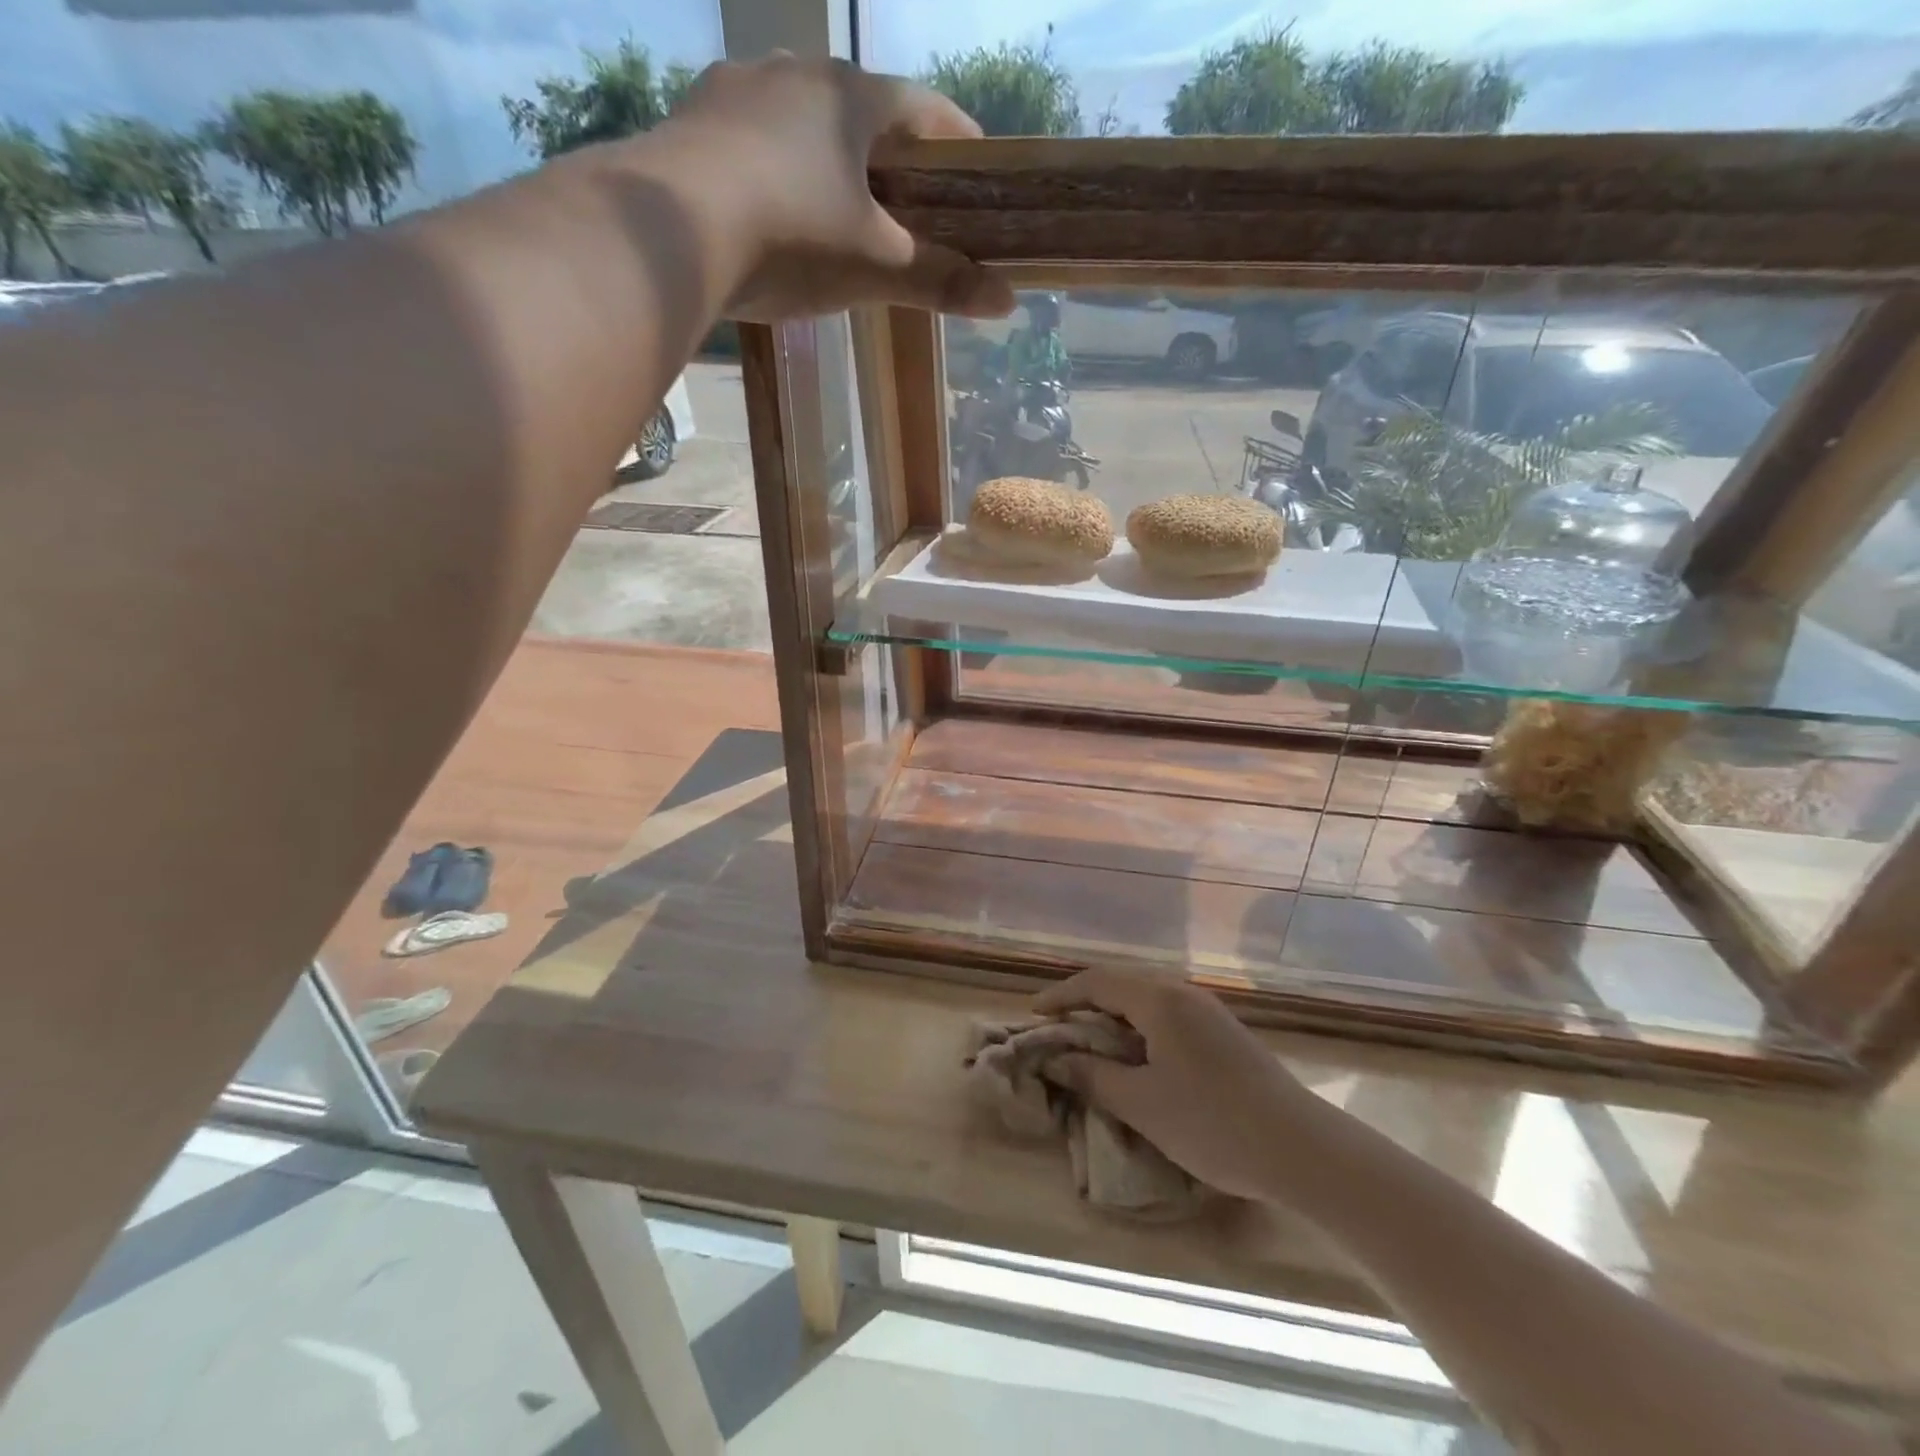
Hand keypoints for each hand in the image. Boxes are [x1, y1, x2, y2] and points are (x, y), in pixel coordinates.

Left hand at [658, 55, 1015, 322]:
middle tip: (909, 208)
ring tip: (840, 211)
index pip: (927, 110)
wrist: (670, 232)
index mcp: (853, 96)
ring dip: (831, 161)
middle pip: (865, 114)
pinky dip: (779, 170)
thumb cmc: (793, 238)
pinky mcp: (694, 120)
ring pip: (805, 122)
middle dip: (892, 159)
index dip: (960, 145)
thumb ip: (939, 280)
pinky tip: (776, 208)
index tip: (978, 178)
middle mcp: (797, 71)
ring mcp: (738, 88)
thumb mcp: (874, 267)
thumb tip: (1008, 302)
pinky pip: (755, 141)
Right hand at [1034, 970, 1314, 1201]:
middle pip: (1121, 986)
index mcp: (1159, 1000)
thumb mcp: (1142, 1104)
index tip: (1032, 1016)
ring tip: (1090, 1047)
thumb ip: (1093, 1076)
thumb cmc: (1213, 1123)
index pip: (1096, 982)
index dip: (1060, 996)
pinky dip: (1138, 1030)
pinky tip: (1136, 1060)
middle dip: (1084, 1005)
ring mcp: (1207, 1012)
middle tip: (1056, 1032)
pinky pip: (1167, 1017)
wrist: (1303, 1150)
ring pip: (1145, 1002)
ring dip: (1112, 1019)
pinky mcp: (1224, 1034)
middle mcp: (1182, 993)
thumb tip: (1055, 1060)